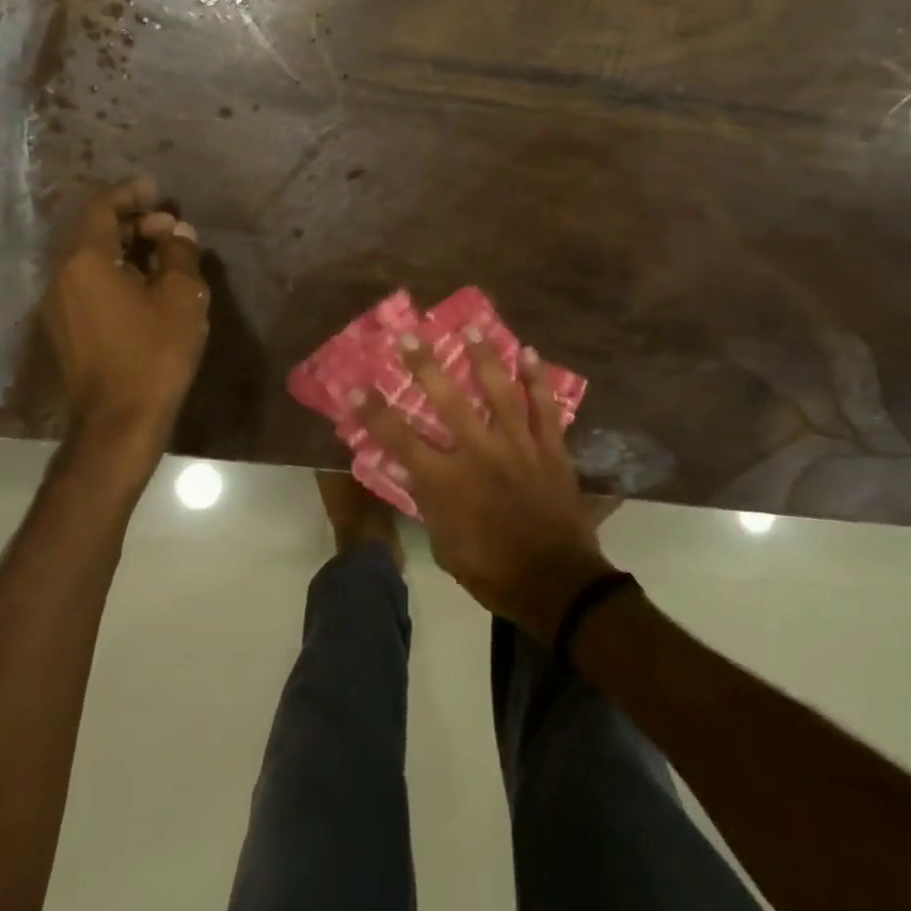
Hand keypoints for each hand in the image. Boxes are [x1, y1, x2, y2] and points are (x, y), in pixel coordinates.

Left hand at [45, 179, 208, 439]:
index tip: (156, 188)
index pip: (101, 209)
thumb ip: (179, 255)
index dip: (129, 193)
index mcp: (85, 261)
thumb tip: (177, 232)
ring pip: (90, 260)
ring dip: (124, 249)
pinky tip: (146, 285)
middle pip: (93, 233)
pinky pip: (88, 284)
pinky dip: (115, 272)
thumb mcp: (181, 296)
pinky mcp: (66, 329)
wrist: (120, 419)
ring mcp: (59, 306)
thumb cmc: (154, 351)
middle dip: (132, 223)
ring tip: (164, 254)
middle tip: (170, 227)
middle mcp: (62, 277)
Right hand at [359, 335, 612, 641]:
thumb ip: (430, 502)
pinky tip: (530, 353)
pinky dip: (538, 379)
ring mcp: (518, 445)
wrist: (555, 584)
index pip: (400, 438)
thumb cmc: (492, 571)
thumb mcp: (444, 545)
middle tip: (409, 335)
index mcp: (447, 480)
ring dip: (484, 356)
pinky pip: (545, 407)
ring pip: (499, 391)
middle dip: (425, 365)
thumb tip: (417, 472)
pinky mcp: (550, 448)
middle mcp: (479, 452)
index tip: (355, 387)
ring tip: (473, 326)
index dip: (374, 412)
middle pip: (447, 400)